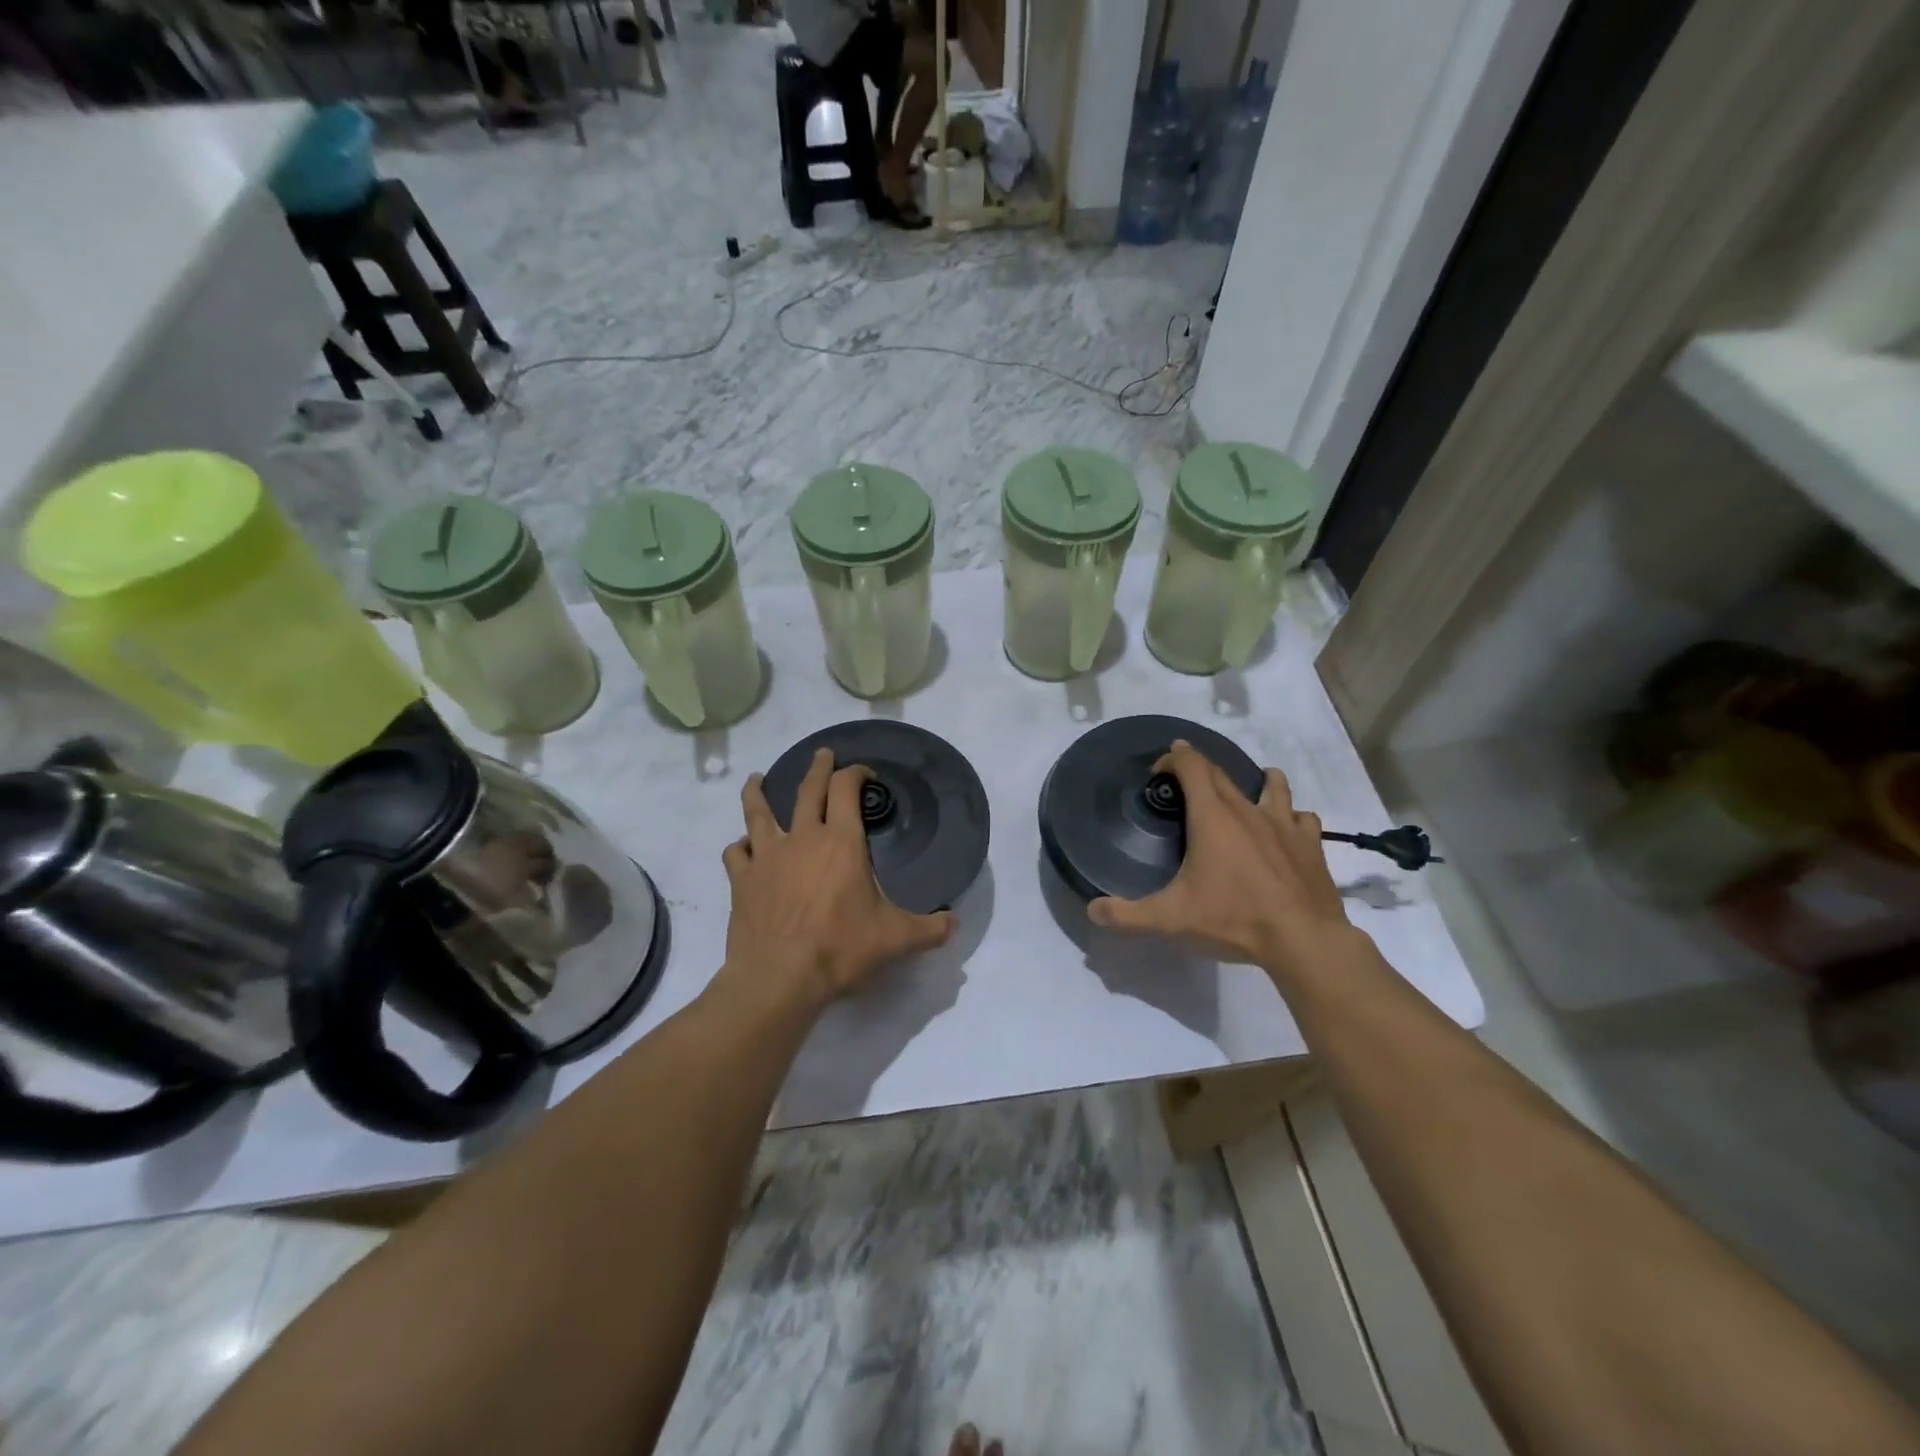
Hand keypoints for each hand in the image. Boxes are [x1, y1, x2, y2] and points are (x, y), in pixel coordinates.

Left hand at [721, 748, 954, 1010]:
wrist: (779, 977)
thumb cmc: (840, 949)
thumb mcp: (896, 939)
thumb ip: (929, 929)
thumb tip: (955, 924)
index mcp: (841, 842)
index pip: (846, 790)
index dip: (855, 774)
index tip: (864, 774)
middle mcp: (803, 839)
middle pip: (808, 790)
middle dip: (818, 768)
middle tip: (822, 755)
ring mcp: (767, 857)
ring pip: (758, 812)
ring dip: (758, 792)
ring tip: (756, 779)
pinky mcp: (742, 880)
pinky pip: (737, 853)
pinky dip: (741, 846)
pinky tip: (743, 848)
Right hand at [1088, 741, 1354, 971]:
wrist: (1303, 940)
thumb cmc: (1234, 920)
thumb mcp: (1170, 919)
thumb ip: (1126, 914)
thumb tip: (1092, 909)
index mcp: (1212, 817)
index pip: (1192, 765)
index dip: (1174, 758)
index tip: (1160, 770)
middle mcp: (1247, 810)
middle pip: (1222, 774)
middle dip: (1201, 770)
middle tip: (1186, 783)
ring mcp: (1284, 825)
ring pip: (1273, 786)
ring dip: (1257, 781)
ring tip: (1249, 788)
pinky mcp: (1311, 845)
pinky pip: (1302, 818)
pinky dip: (1291, 817)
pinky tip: (1287, 830)